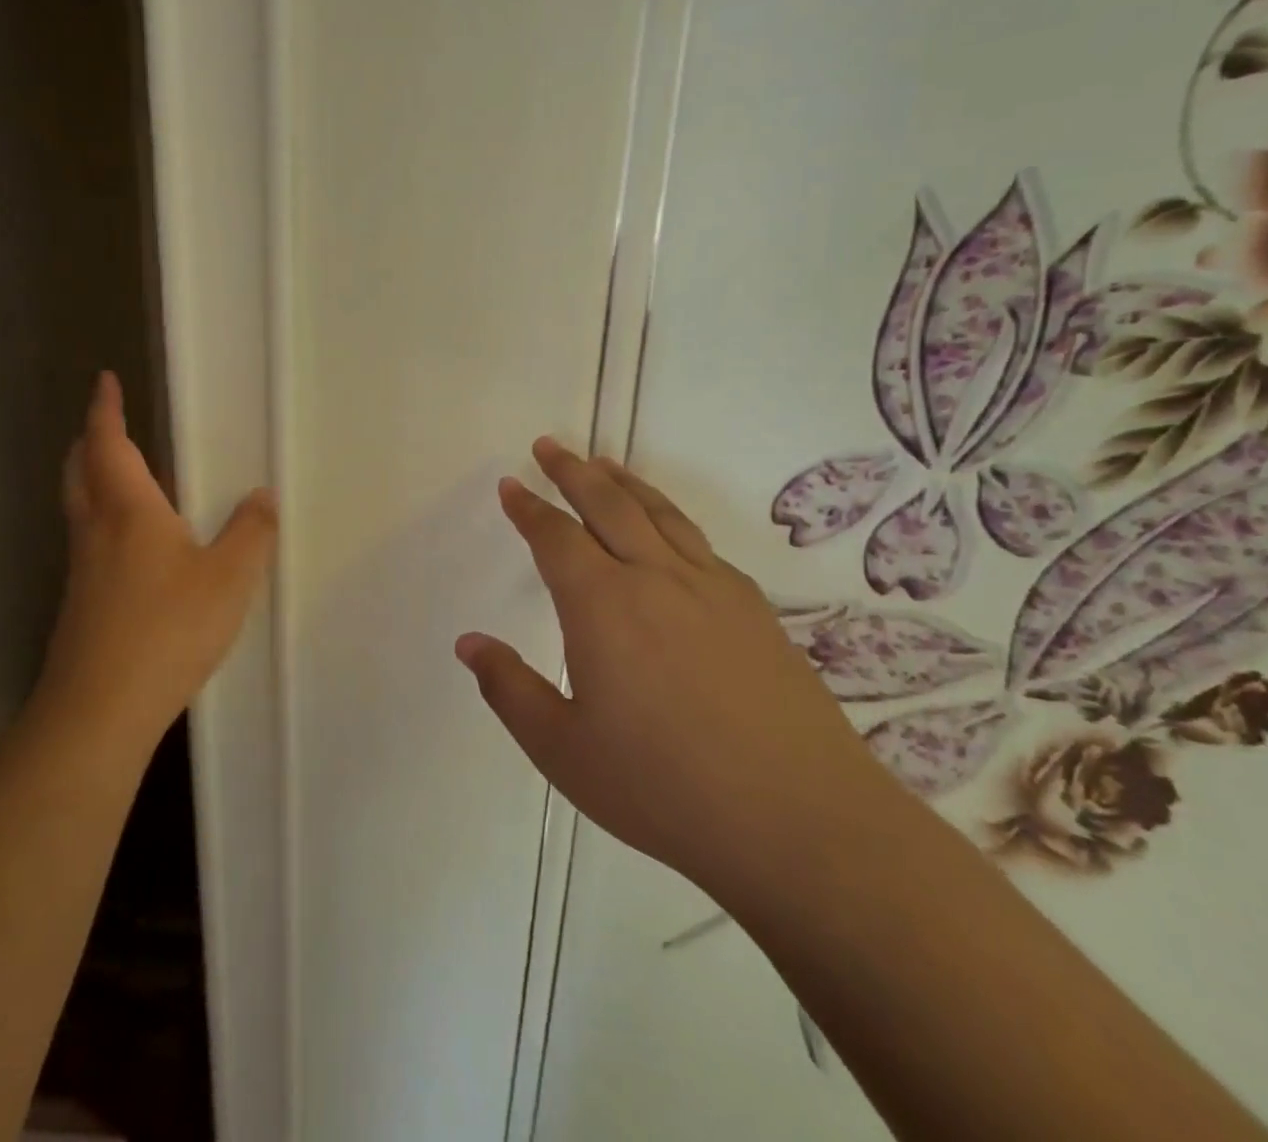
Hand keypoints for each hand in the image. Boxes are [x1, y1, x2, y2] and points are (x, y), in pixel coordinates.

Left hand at [37, 373, 277, 751]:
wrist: (99, 709)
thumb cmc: (167, 629)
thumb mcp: (229, 578)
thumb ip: (251, 532)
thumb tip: (262, 495)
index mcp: (128, 510)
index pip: (108, 443)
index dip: (105, 409)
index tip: (105, 380)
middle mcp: (96, 531)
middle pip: (80, 470)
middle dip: (91, 439)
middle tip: (109, 424)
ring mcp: (82, 570)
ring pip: (81, 507)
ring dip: (94, 479)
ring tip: (128, 476)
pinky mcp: (81, 603)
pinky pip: (90, 541)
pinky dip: (105, 520)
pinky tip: (137, 546)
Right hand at [456, 438, 897, 909]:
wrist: (799, 820)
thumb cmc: (663, 788)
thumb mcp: (562, 749)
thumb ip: (509, 689)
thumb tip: (468, 642)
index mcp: (601, 605)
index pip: (554, 536)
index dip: (528, 507)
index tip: (510, 485)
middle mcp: (654, 577)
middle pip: (607, 503)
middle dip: (572, 470)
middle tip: (550, 445)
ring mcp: (711, 587)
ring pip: (659, 512)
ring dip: (624, 481)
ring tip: (603, 462)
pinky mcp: (753, 607)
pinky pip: (698, 541)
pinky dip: (669, 516)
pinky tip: (667, 530)